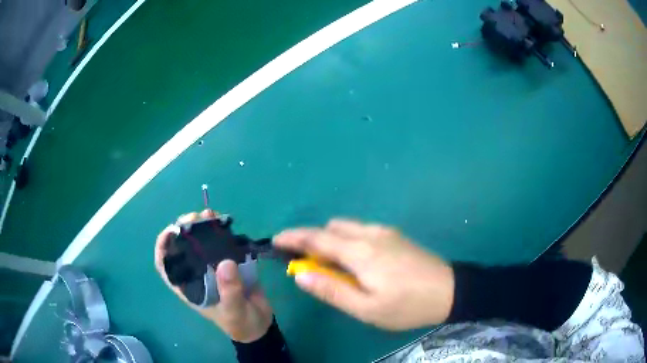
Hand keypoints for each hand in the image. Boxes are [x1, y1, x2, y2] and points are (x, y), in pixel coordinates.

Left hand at [154, 210, 273, 342]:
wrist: (260, 325)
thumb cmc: (241, 323)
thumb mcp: (234, 311)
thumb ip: (230, 291)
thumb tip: (225, 262)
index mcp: (190, 287)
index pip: (167, 267)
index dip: (163, 248)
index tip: (171, 231)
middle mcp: (197, 274)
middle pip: (183, 248)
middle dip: (185, 230)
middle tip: (195, 218)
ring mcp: (212, 267)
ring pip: (201, 243)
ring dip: (202, 227)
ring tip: (209, 215)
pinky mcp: (229, 263)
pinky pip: (221, 243)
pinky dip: (221, 231)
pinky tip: (224, 221)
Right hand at [274, 220, 453, 330]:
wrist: (451, 290)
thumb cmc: (407, 306)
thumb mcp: (366, 308)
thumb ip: (331, 290)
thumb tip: (300, 274)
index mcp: (360, 251)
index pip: (317, 237)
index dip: (293, 237)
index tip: (275, 240)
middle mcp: (370, 233)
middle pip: (331, 228)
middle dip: (313, 240)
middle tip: (309, 265)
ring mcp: (385, 232)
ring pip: (347, 227)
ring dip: (331, 241)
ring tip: (332, 267)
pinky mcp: (395, 235)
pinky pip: (361, 231)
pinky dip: (347, 240)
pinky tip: (357, 262)